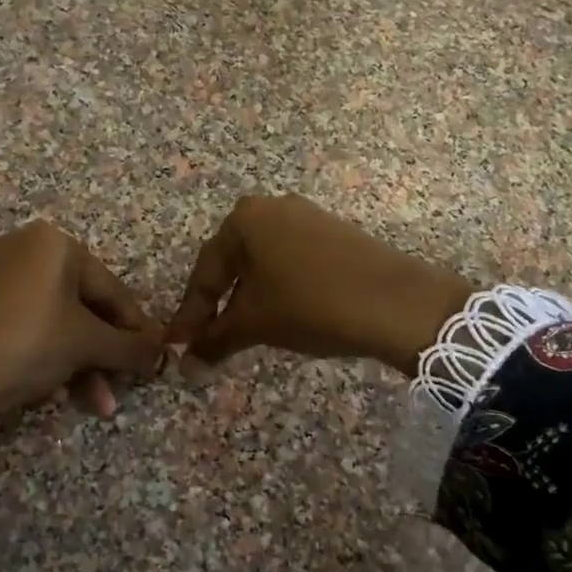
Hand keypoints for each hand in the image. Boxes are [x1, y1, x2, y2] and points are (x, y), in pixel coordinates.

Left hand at [0, 221, 162, 433]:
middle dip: (104, 355)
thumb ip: (130, 346)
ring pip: (55, 321)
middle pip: (83, 306)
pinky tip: (58, 391)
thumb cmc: (25, 343)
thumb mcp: (86, 344)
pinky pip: (27, 325)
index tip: (152, 360)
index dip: (136, 329)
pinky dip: (48, 355)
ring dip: (81, 364)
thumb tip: (163, 353)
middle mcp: (24, 248)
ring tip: (97, 405)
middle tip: (122, 390)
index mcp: (54, 243)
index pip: (111, 289)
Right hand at [165, 195, 472, 374]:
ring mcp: (307, 217)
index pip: (205, 272)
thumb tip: (184, 364)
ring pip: (262, 264)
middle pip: (232, 264)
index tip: (176, 344)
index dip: (190, 314)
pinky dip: (276, 289)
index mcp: (244, 218)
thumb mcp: (255, 323)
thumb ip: (214, 340)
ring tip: (238, 333)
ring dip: (246, 299)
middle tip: (204, 339)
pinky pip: (290, 262)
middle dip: (217, 305)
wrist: (395, 302)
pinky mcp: (333, 234)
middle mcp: (272, 207)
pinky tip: (277, 315)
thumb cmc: (309, 304)